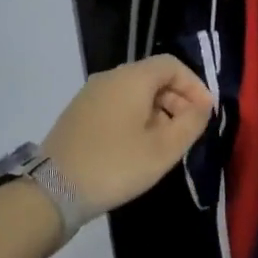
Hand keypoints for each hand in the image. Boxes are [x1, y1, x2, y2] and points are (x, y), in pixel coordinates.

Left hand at [42, 55, 214, 220]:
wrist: (51, 192)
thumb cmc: (115, 165)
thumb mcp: (163, 149)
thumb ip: (191, 123)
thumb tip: (202, 106)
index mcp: (132, 78)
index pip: (172, 65)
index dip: (194, 85)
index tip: (206, 113)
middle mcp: (110, 78)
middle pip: (153, 77)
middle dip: (177, 100)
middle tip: (189, 130)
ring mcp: (90, 95)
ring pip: (135, 93)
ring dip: (158, 111)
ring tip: (166, 143)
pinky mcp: (79, 114)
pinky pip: (117, 105)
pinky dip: (136, 118)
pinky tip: (139, 147)